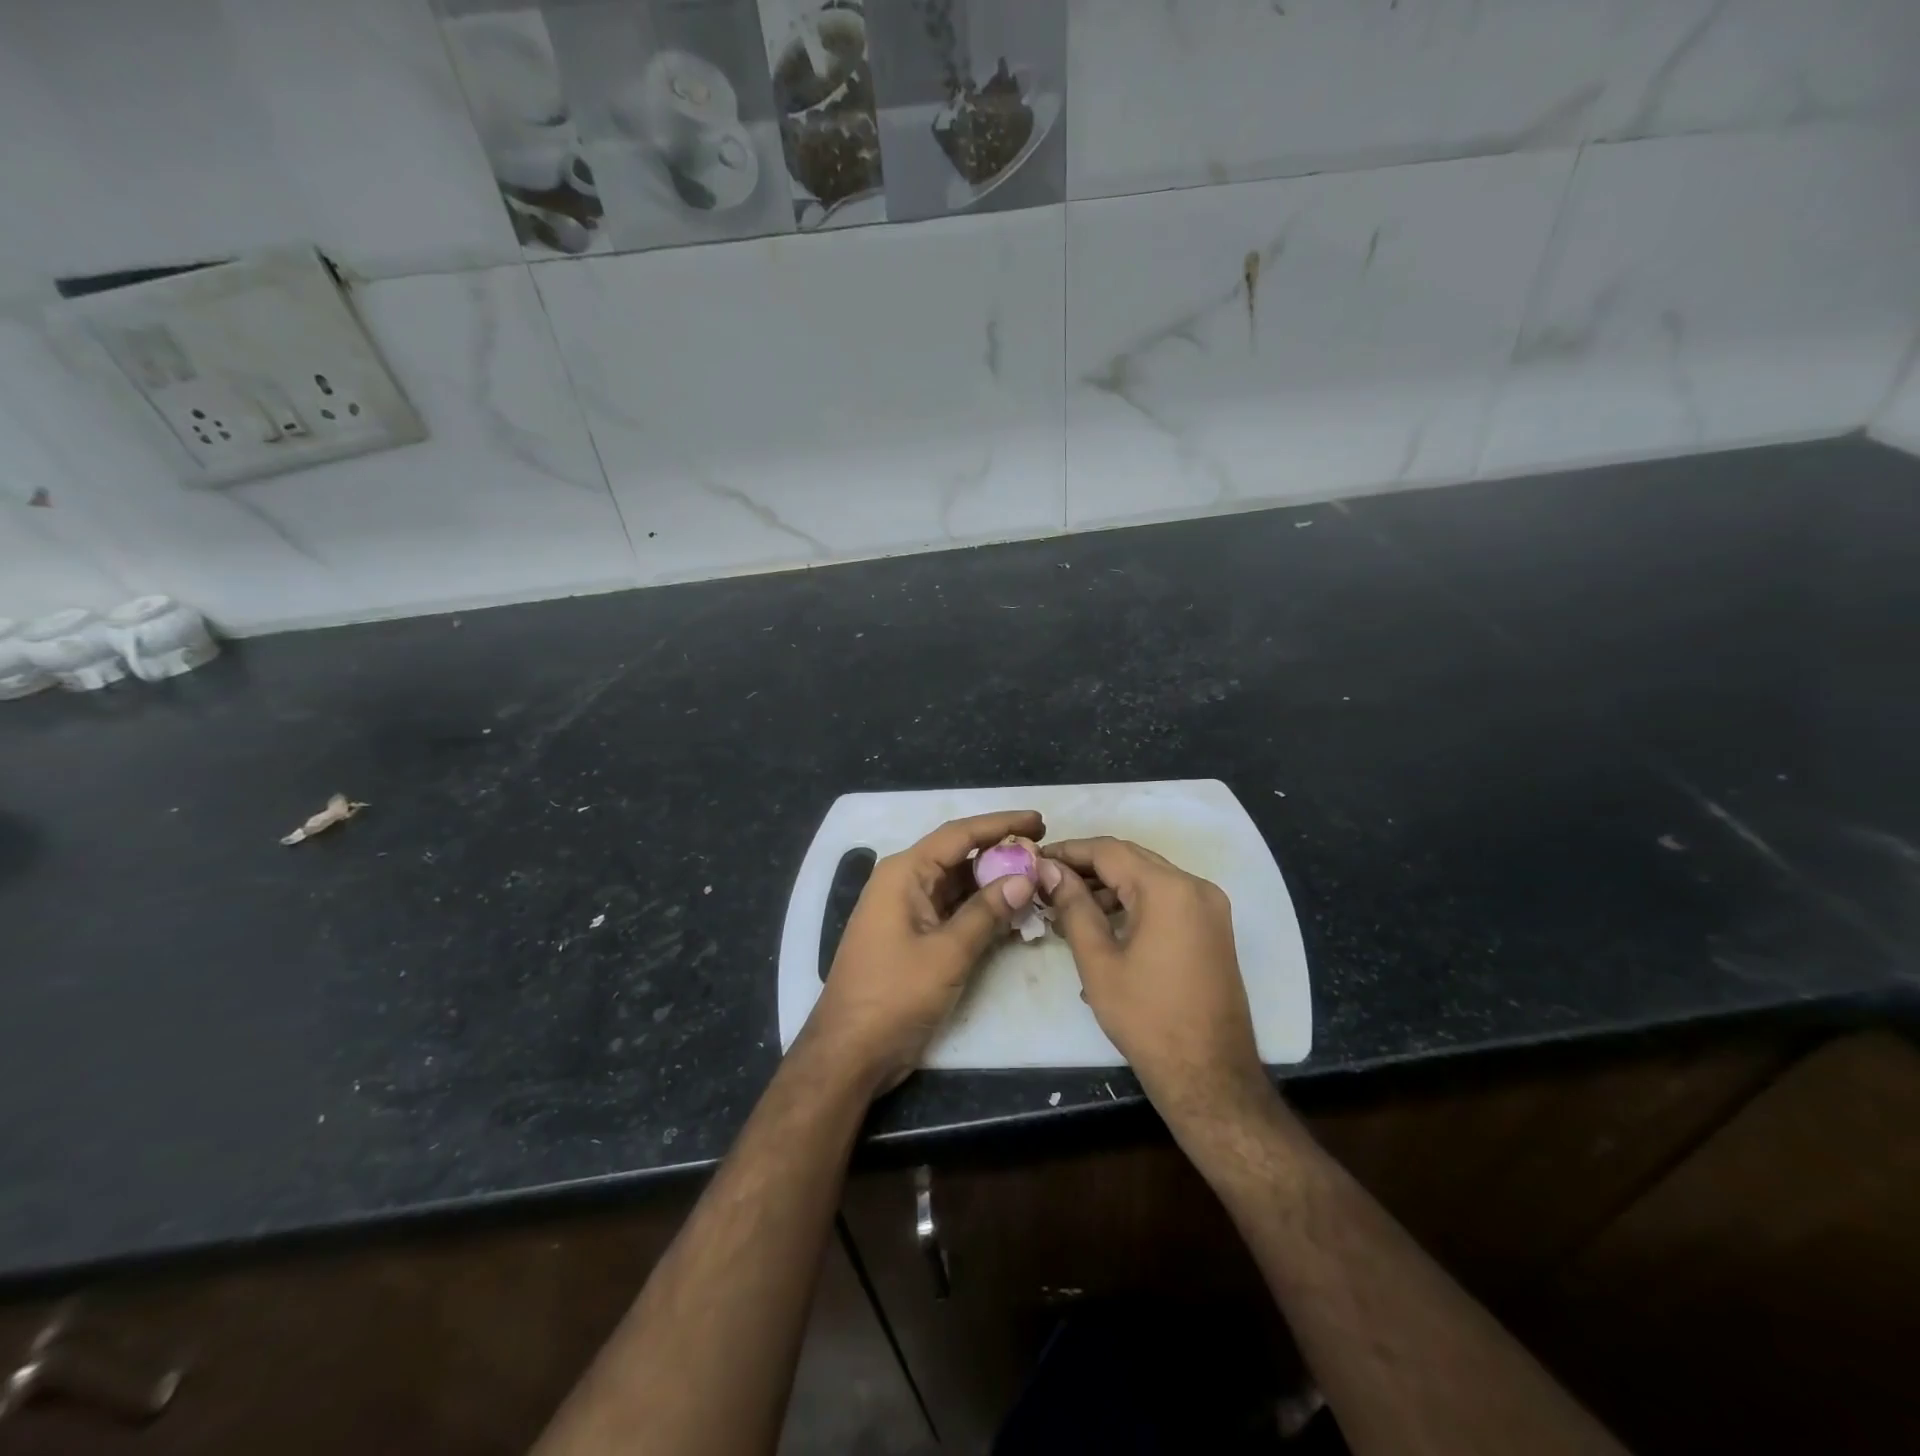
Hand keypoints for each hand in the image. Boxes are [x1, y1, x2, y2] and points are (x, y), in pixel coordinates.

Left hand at [807, 810, 1044, 1095]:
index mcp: (904, 873)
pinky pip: (953, 909)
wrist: (851, 1051)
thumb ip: (987, 912)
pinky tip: (1014, 911)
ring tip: (1037, 877)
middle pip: (959, 855)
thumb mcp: (947, 953)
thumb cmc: (894, 995)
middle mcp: (904, 882)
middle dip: (1001, 851)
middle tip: (1044, 851)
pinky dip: (982, 908)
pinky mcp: (914, 936)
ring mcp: (908, 910)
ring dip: (994, 881)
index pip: (959, 834)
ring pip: (958, 883)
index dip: (1001, 824)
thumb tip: (1025, 878)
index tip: (1039, 821)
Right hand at [1044, 837, 1274, 1134]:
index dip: (1069, 851)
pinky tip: (1102, 924)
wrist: (1209, 1075)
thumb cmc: (1146, 1018)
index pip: (1109, 851)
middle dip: (1087, 866)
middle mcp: (1195, 887)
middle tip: (1047, 881)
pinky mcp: (1212, 928)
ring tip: (1067, 908)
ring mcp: (1209, 907)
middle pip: (1131, 859)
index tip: (1035, 859)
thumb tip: (1050, 870)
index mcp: (1168, 889)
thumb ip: (1073, 907)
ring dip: (1109, 886)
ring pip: (1149, 878)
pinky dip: (1133, 902)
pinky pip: (1166, 899)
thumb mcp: (1098, 961)